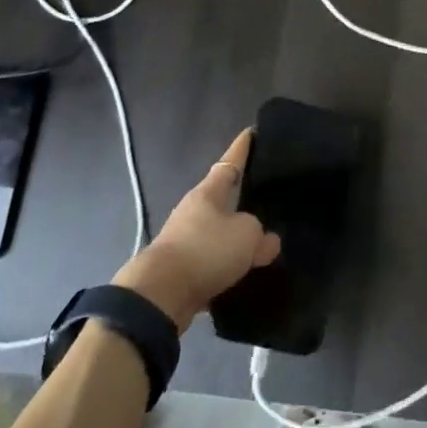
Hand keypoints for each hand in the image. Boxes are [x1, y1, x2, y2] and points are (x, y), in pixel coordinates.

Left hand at [111, 129, 280, 332]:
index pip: (230, 162)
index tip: (251, 131)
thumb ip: (261, 235)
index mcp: (208, 193)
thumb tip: (265, 240)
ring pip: (217, 233)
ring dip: (234, 239)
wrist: (160, 295)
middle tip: (266, 196)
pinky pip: (212, 263)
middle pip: (222, 199)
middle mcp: (194, 211)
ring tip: (260, 244)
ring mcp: (184, 241)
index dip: (242, 148)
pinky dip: (226, 267)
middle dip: (240, 198)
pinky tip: (244, 276)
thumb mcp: (246, 236)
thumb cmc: (205, 250)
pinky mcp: (181, 270)